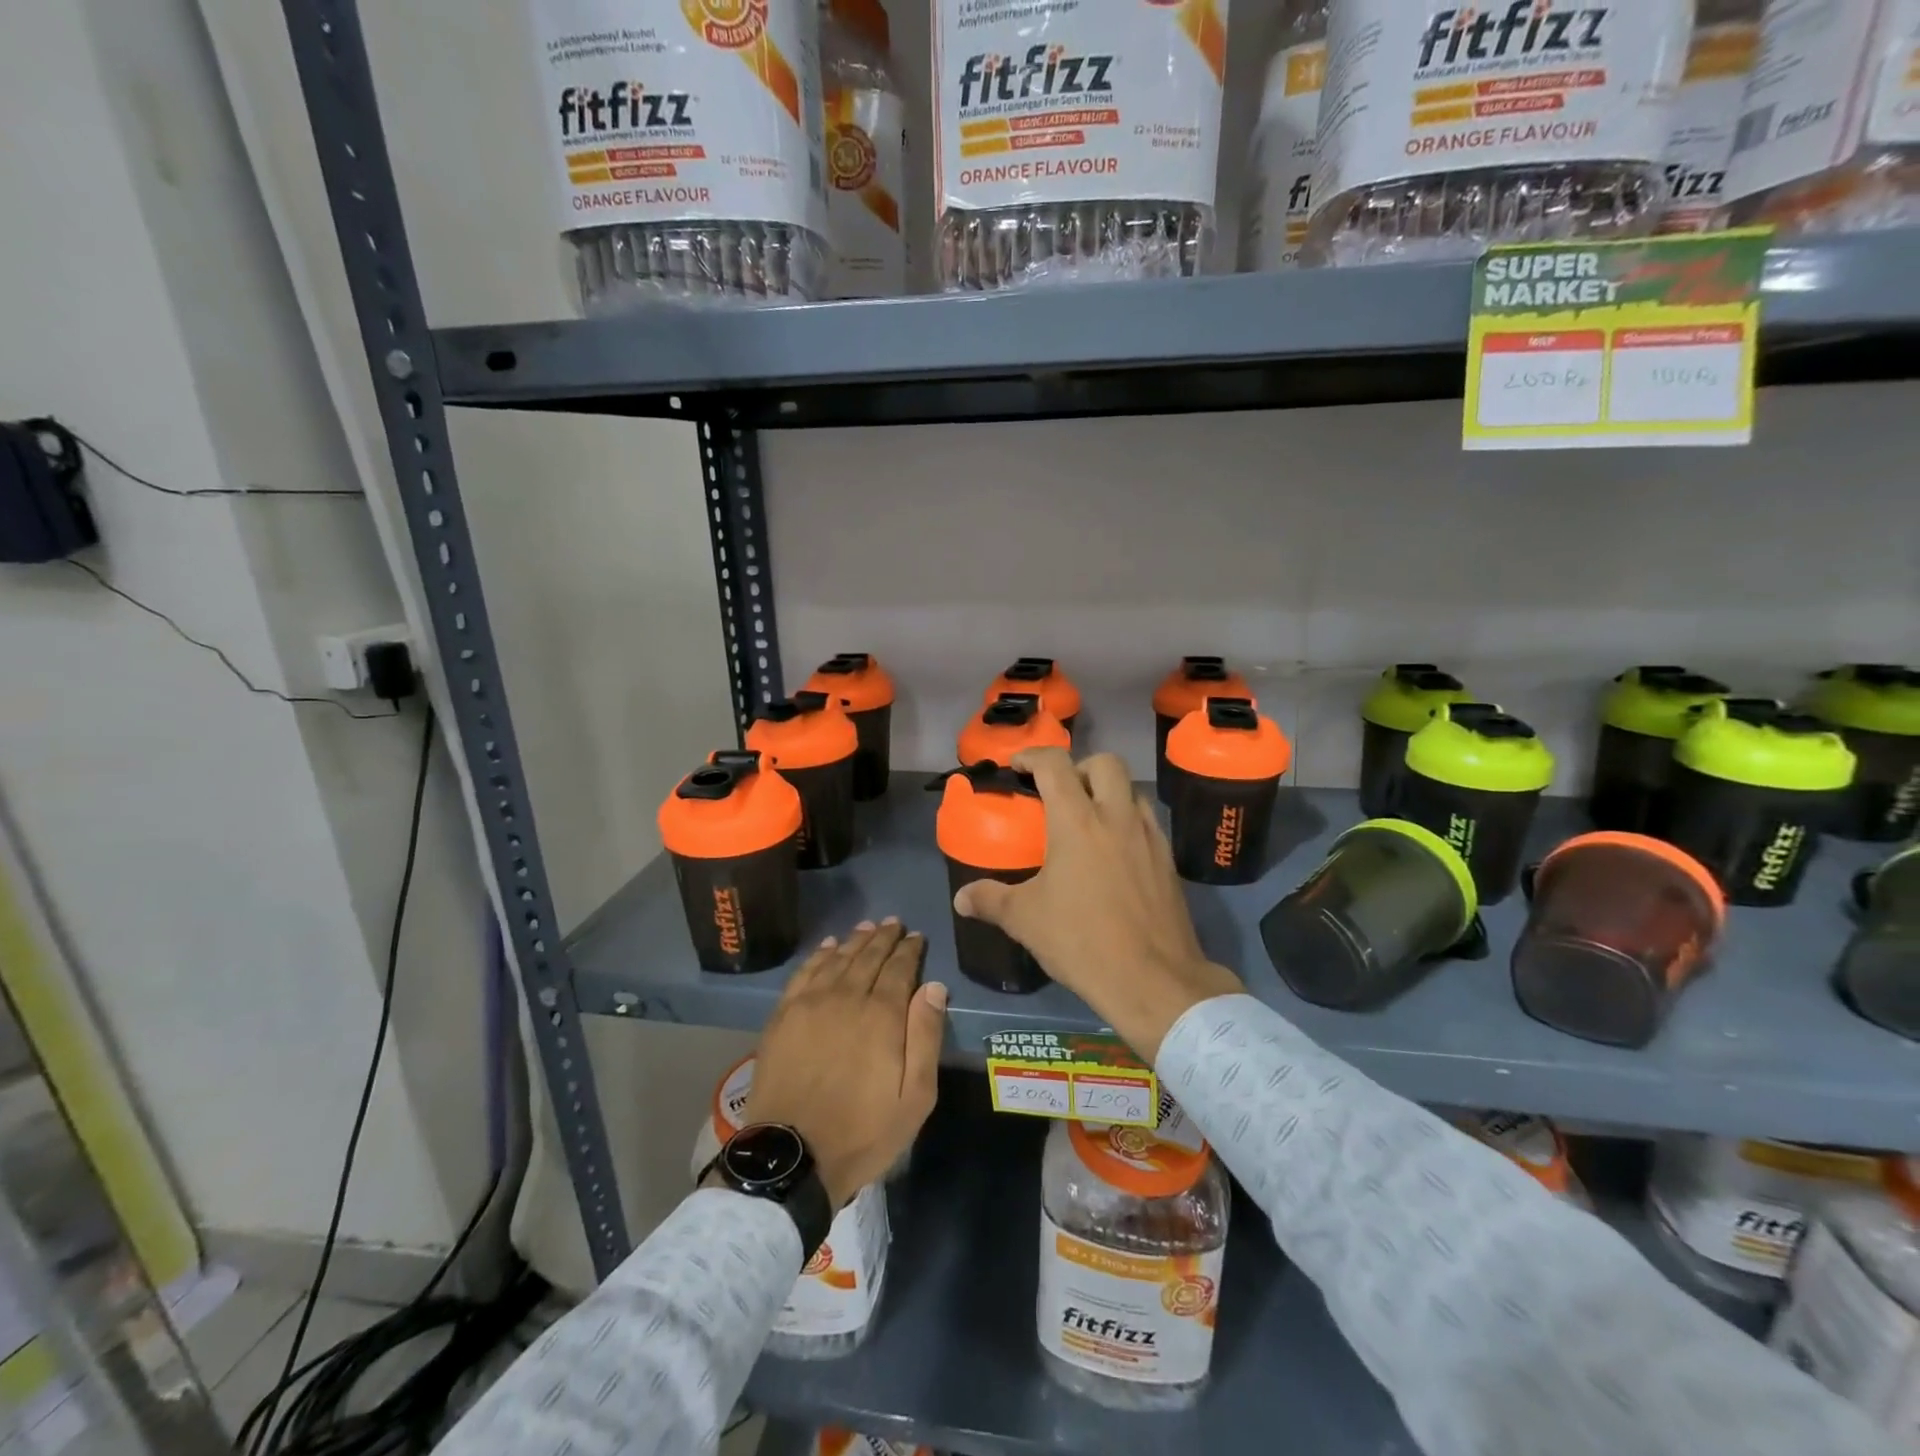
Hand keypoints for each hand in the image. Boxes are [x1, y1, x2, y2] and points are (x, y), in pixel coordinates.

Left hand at [743, 920, 946, 1209]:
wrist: (792, 1156)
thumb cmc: (862, 1132)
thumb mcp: (914, 1097)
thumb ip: (926, 1037)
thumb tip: (933, 987)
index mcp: (882, 1016)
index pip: (900, 969)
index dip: (909, 950)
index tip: (916, 937)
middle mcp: (847, 997)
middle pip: (868, 957)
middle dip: (884, 938)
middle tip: (894, 923)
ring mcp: (811, 1004)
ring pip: (838, 959)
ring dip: (855, 940)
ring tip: (867, 926)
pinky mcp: (783, 1015)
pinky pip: (805, 972)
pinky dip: (819, 955)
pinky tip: (828, 946)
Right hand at [953, 748, 1242, 1060]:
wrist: (1154, 980)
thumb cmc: (1082, 941)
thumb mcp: (1025, 920)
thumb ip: (990, 900)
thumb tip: (961, 898)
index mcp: (1077, 821)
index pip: (1055, 765)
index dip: (1032, 756)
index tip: (1017, 766)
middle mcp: (1117, 817)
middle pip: (1104, 763)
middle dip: (1079, 767)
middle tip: (1060, 792)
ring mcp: (1149, 837)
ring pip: (1132, 791)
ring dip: (1108, 793)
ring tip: (1088, 821)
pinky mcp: (1169, 861)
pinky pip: (1147, 823)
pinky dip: (1128, 822)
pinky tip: (1114, 854)